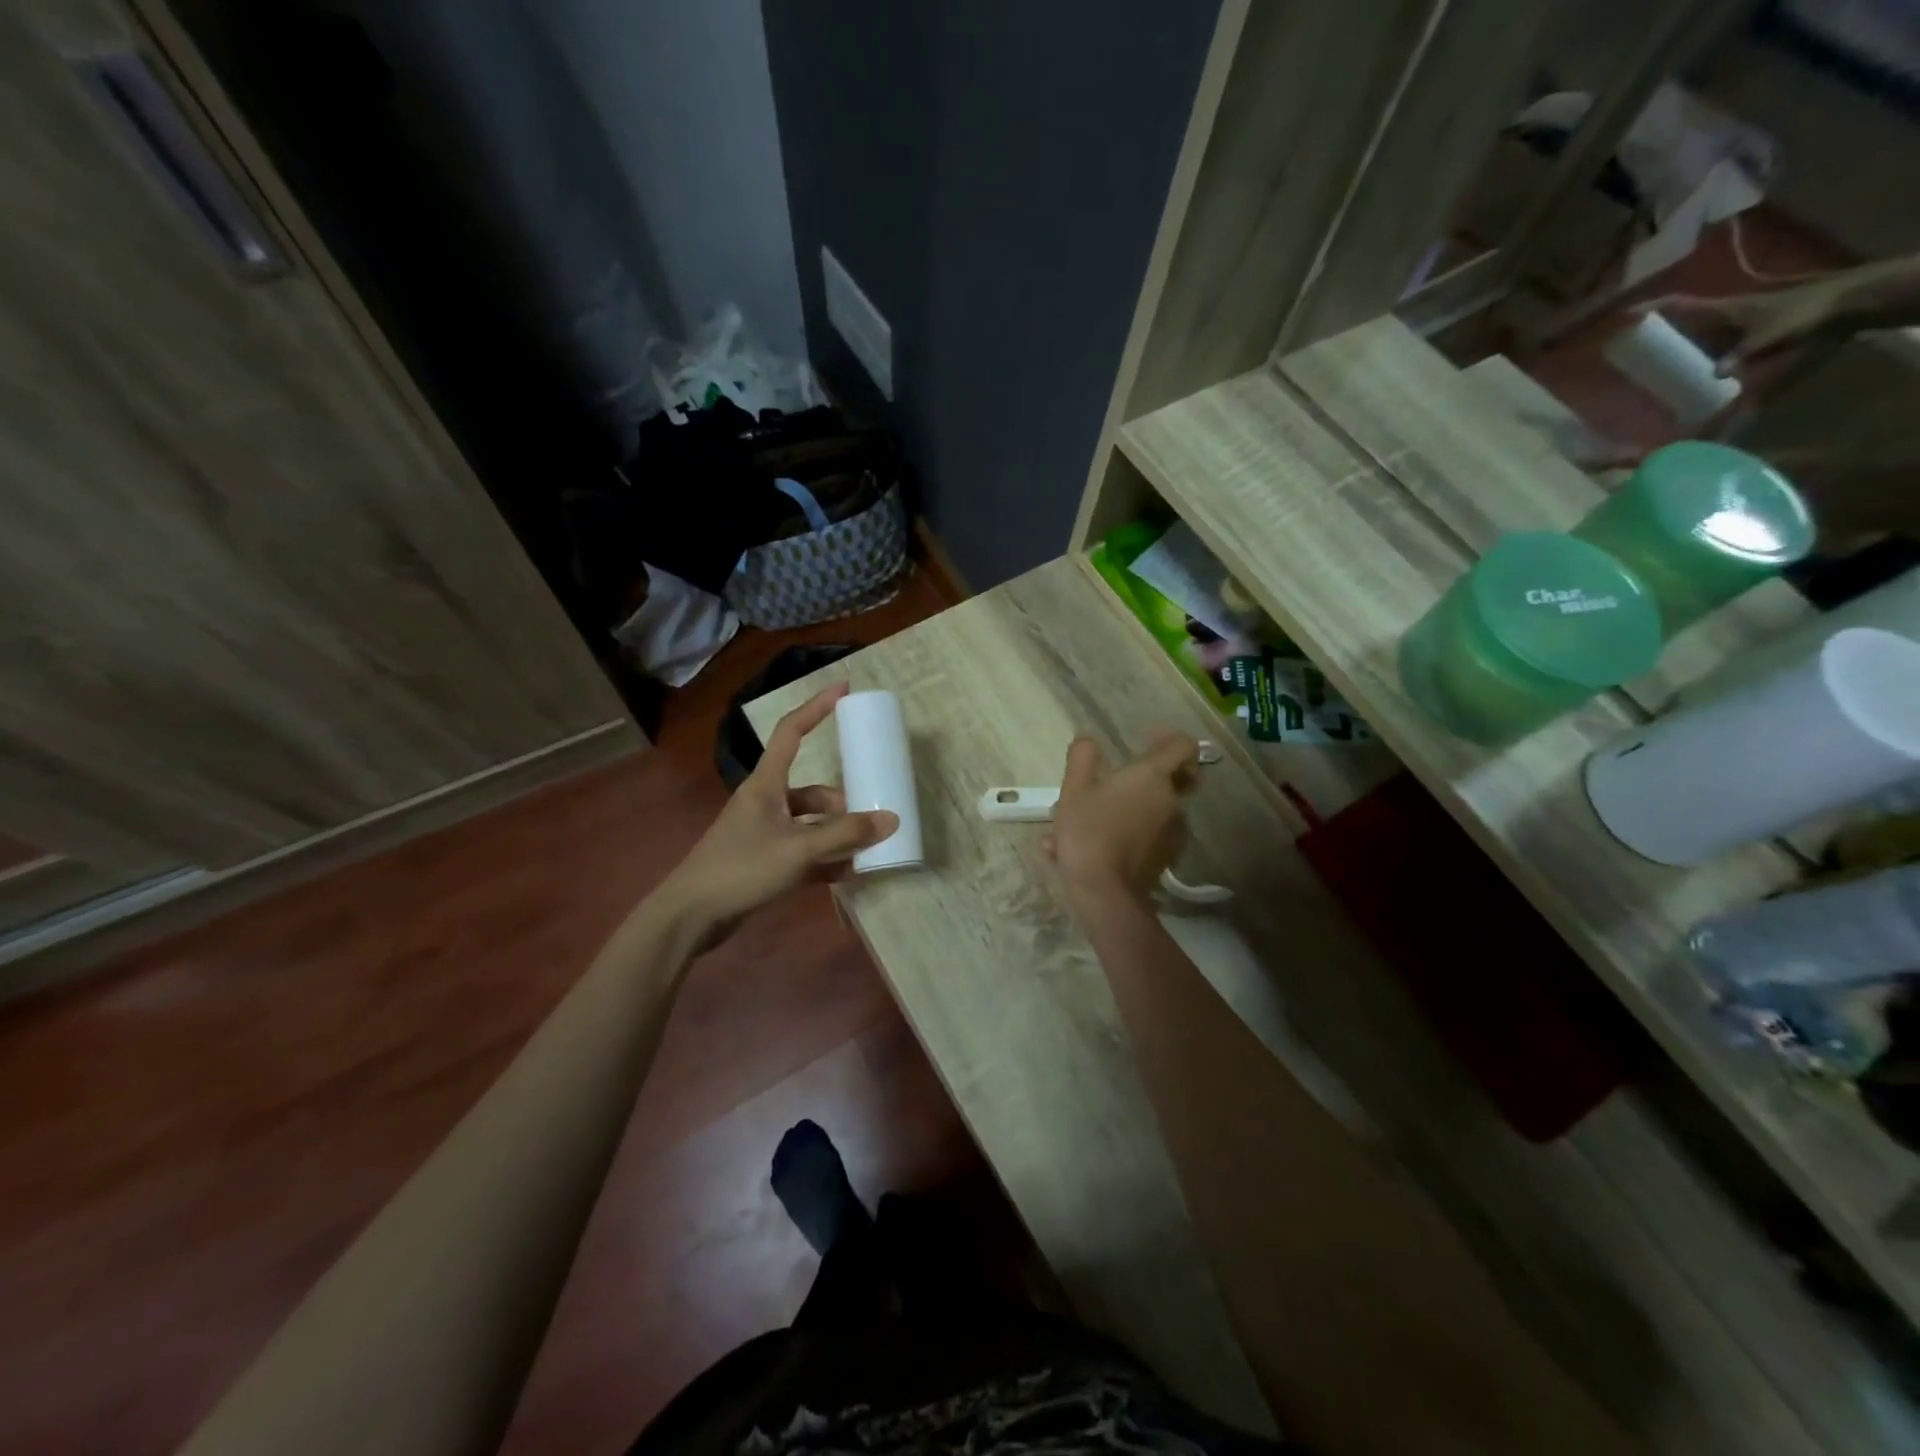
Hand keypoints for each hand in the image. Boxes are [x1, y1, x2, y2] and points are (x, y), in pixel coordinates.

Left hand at [658, 683, 897, 946]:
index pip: (791, 731)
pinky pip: (803, 853)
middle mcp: (765, 803)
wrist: (691, 916)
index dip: (817, 707)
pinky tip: (847, 874)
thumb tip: (890, 820)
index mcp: (766, 784)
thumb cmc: (741, 868)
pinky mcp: (763, 862)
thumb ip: (844, 834)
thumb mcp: (798, 849)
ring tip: (864, 852)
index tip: (844, 688)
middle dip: (842, 805)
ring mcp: (763, 834)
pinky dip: (824, 860)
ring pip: (810, 825)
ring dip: (836, 836)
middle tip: (871, 818)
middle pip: (812, 791)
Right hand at [1047, 731, 1199, 909]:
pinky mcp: (1166, 858)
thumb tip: (1087, 740)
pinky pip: (1150, 836)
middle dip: (1158, 774)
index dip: (1169, 738)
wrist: (1105, 892)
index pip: (1183, 746)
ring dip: (1135, 808)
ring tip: (1096, 820)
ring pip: (1160, 810)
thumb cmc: (1089, 830)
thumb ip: (1081, 758)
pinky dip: (1130, 835)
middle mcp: (1171, 801)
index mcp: (1153, 776)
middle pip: (1181, 777)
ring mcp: (1173, 832)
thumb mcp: (1073, 789)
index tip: (1146, 741)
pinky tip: (1096, 847)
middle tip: (1127, 777)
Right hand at [1639, 278, 1852, 372]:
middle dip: (1654, 329)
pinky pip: (1707, 344)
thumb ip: (1741, 355)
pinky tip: (1683, 368)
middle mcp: (1722, 315)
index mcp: (1722, 309)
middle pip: (1681, 319)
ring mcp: (1733, 324)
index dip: (1651, 308)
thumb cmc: (1805, 314)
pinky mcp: (1743, 334)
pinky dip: (1691, 353)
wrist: (1845, 305)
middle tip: (1625, 345)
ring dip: (1671, 342)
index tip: (1623, 316)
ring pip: (1693, 332)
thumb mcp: (1770, 336)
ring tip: (1646, 361)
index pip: (1680, 305)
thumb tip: (1715, 374)